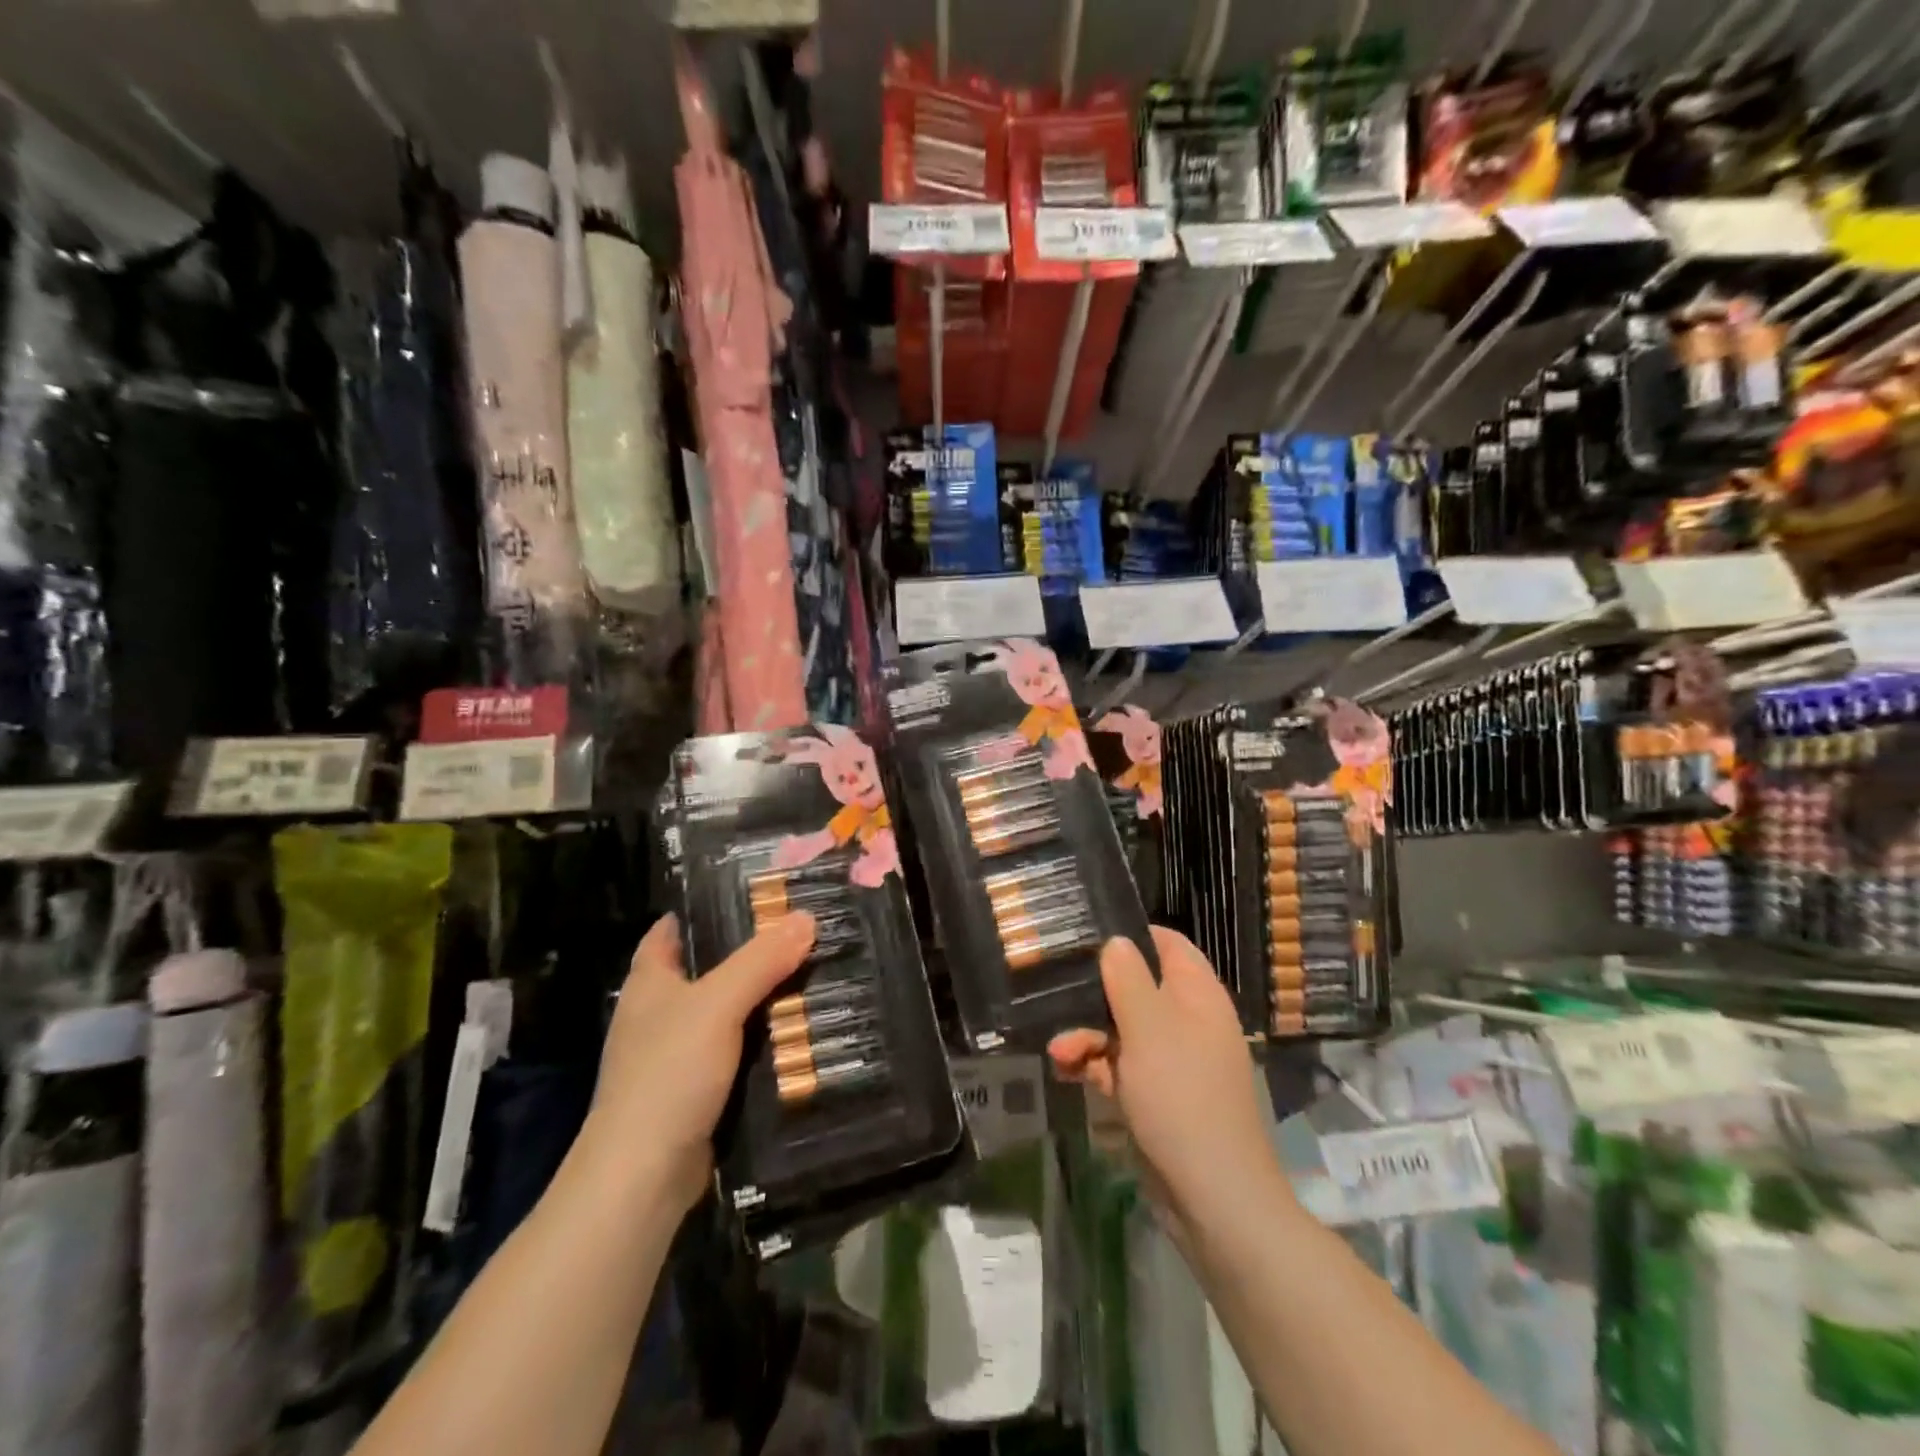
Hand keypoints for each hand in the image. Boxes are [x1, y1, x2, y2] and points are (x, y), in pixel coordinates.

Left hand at [586, 911, 815, 1212]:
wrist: (643, 1176)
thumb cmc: (669, 1073)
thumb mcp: (719, 1004)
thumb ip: (762, 959)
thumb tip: (806, 916)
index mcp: (649, 982)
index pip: (670, 930)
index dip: (704, 909)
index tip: (753, 893)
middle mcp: (658, 1013)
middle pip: (708, 969)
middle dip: (751, 952)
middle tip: (802, 932)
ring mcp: (676, 1055)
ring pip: (728, 1012)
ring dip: (763, 999)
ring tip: (814, 973)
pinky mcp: (697, 1090)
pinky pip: (738, 1052)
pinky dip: (764, 1042)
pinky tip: (801, 1032)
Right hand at [1048, 927, 1279, 1230]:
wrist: (1211, 1196)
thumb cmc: (1181, 1096)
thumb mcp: (1149, 1028)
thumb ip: (1128, 978)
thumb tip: (1116, 940)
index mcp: (1196, 994)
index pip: (1166, 944)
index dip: (1130, 936)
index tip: (1085, 937)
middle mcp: (1186, 1020)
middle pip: (1135, 986)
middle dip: (1094, 996)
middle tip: (1057, 1002)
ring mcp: (1172, 1059)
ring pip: (1121, 1028)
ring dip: (1087, 1035)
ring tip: (1059, 1053)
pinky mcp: (1156, 1093)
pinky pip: (1121, 1065)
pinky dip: (1095, 1065)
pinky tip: (1067, 1073)